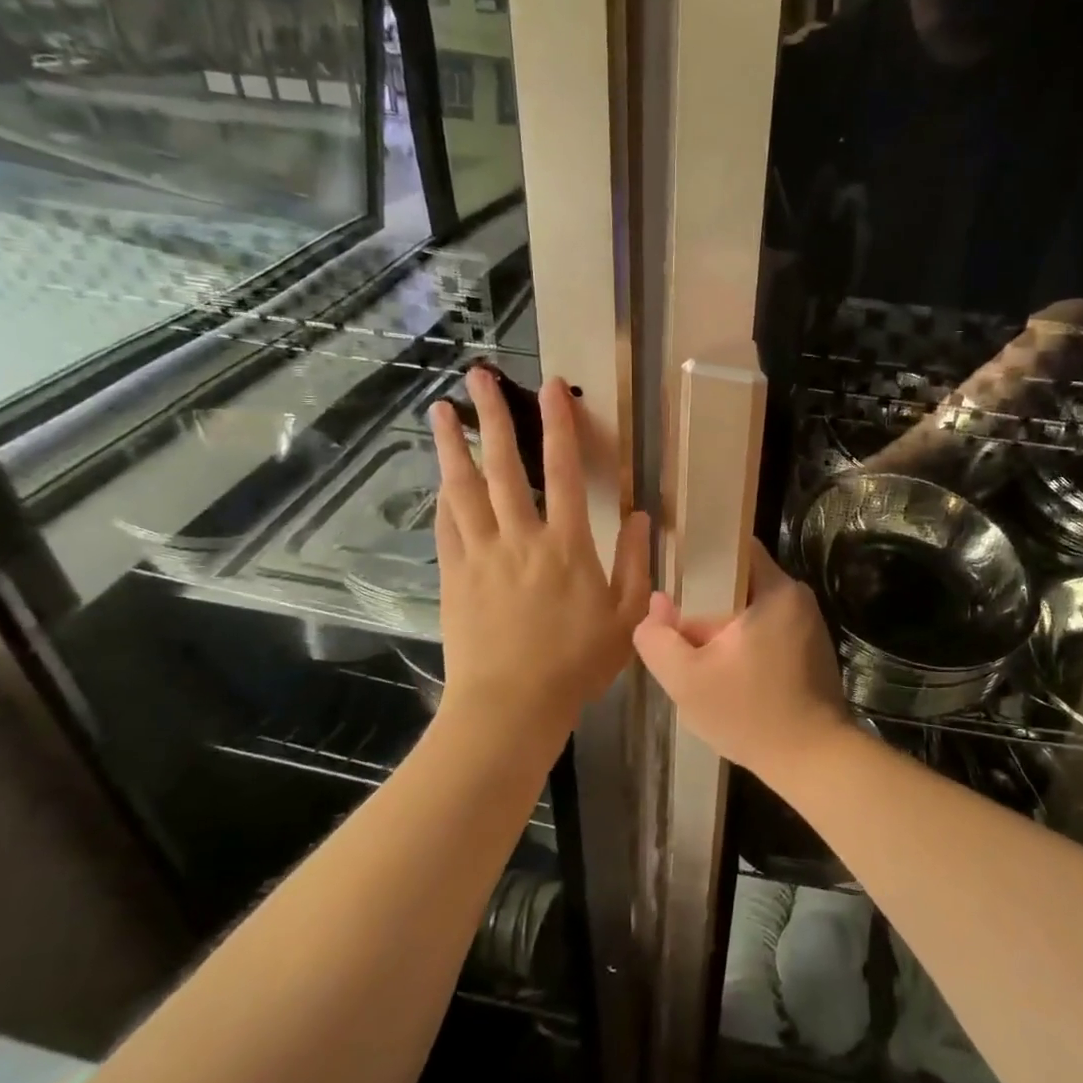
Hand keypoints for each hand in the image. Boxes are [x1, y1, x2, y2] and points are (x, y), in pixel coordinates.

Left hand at [430, 368, 649, 738]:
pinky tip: (440, 480)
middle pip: (503, 466)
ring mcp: (481, 555)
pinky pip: (447, 527)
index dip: (558, 425)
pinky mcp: (455, 576)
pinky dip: (444, 498)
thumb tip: (642, 517)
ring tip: (439, 411)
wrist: (512, 705)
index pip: (562, 471)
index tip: (550, 388)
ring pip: (464, 489)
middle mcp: (520, 538)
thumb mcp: (627, 618)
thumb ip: (636, 564)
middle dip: (490, 417)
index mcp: (566, 545)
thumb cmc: (577, 664)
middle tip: (476, 376)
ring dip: (452, 447)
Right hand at [632, 541, 852, 781]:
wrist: (814, 761)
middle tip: (678, 624)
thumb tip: (655, 604)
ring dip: (725, 625)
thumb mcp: (687, 680)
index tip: (675, 573)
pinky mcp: (812, 650)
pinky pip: (769, 630)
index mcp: (776, 590)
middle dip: (707, 600)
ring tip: (697, 651)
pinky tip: (727, 671)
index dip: (702, 554)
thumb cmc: (750, 714)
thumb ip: (658, 638)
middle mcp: (798, 598)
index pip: (735, 546)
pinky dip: (746, 642)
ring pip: (752, 609)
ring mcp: (808, 624)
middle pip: (740, 581)